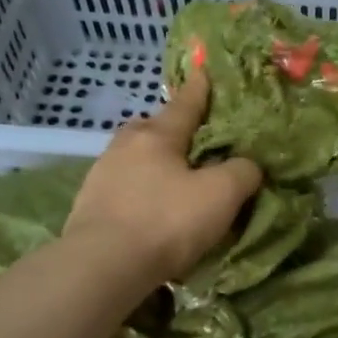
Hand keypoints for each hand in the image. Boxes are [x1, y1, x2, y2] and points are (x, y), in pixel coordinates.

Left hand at [64, 70, 261, 287]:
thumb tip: (248, 165)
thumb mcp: (221, 195)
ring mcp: (101, 175)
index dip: (200, 90)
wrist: (104, 265)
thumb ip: (242, 172)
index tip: (204, 71)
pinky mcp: (89, 205)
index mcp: (157, 135)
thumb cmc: (167, 221)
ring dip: (154, 165)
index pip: (185, 104)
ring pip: (135, 159)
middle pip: (153, 129)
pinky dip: (140, 192)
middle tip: (192, 142)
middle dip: (172, 130)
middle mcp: (124, 146)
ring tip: (173, 181)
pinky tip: (150, 210)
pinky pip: (124, 188)